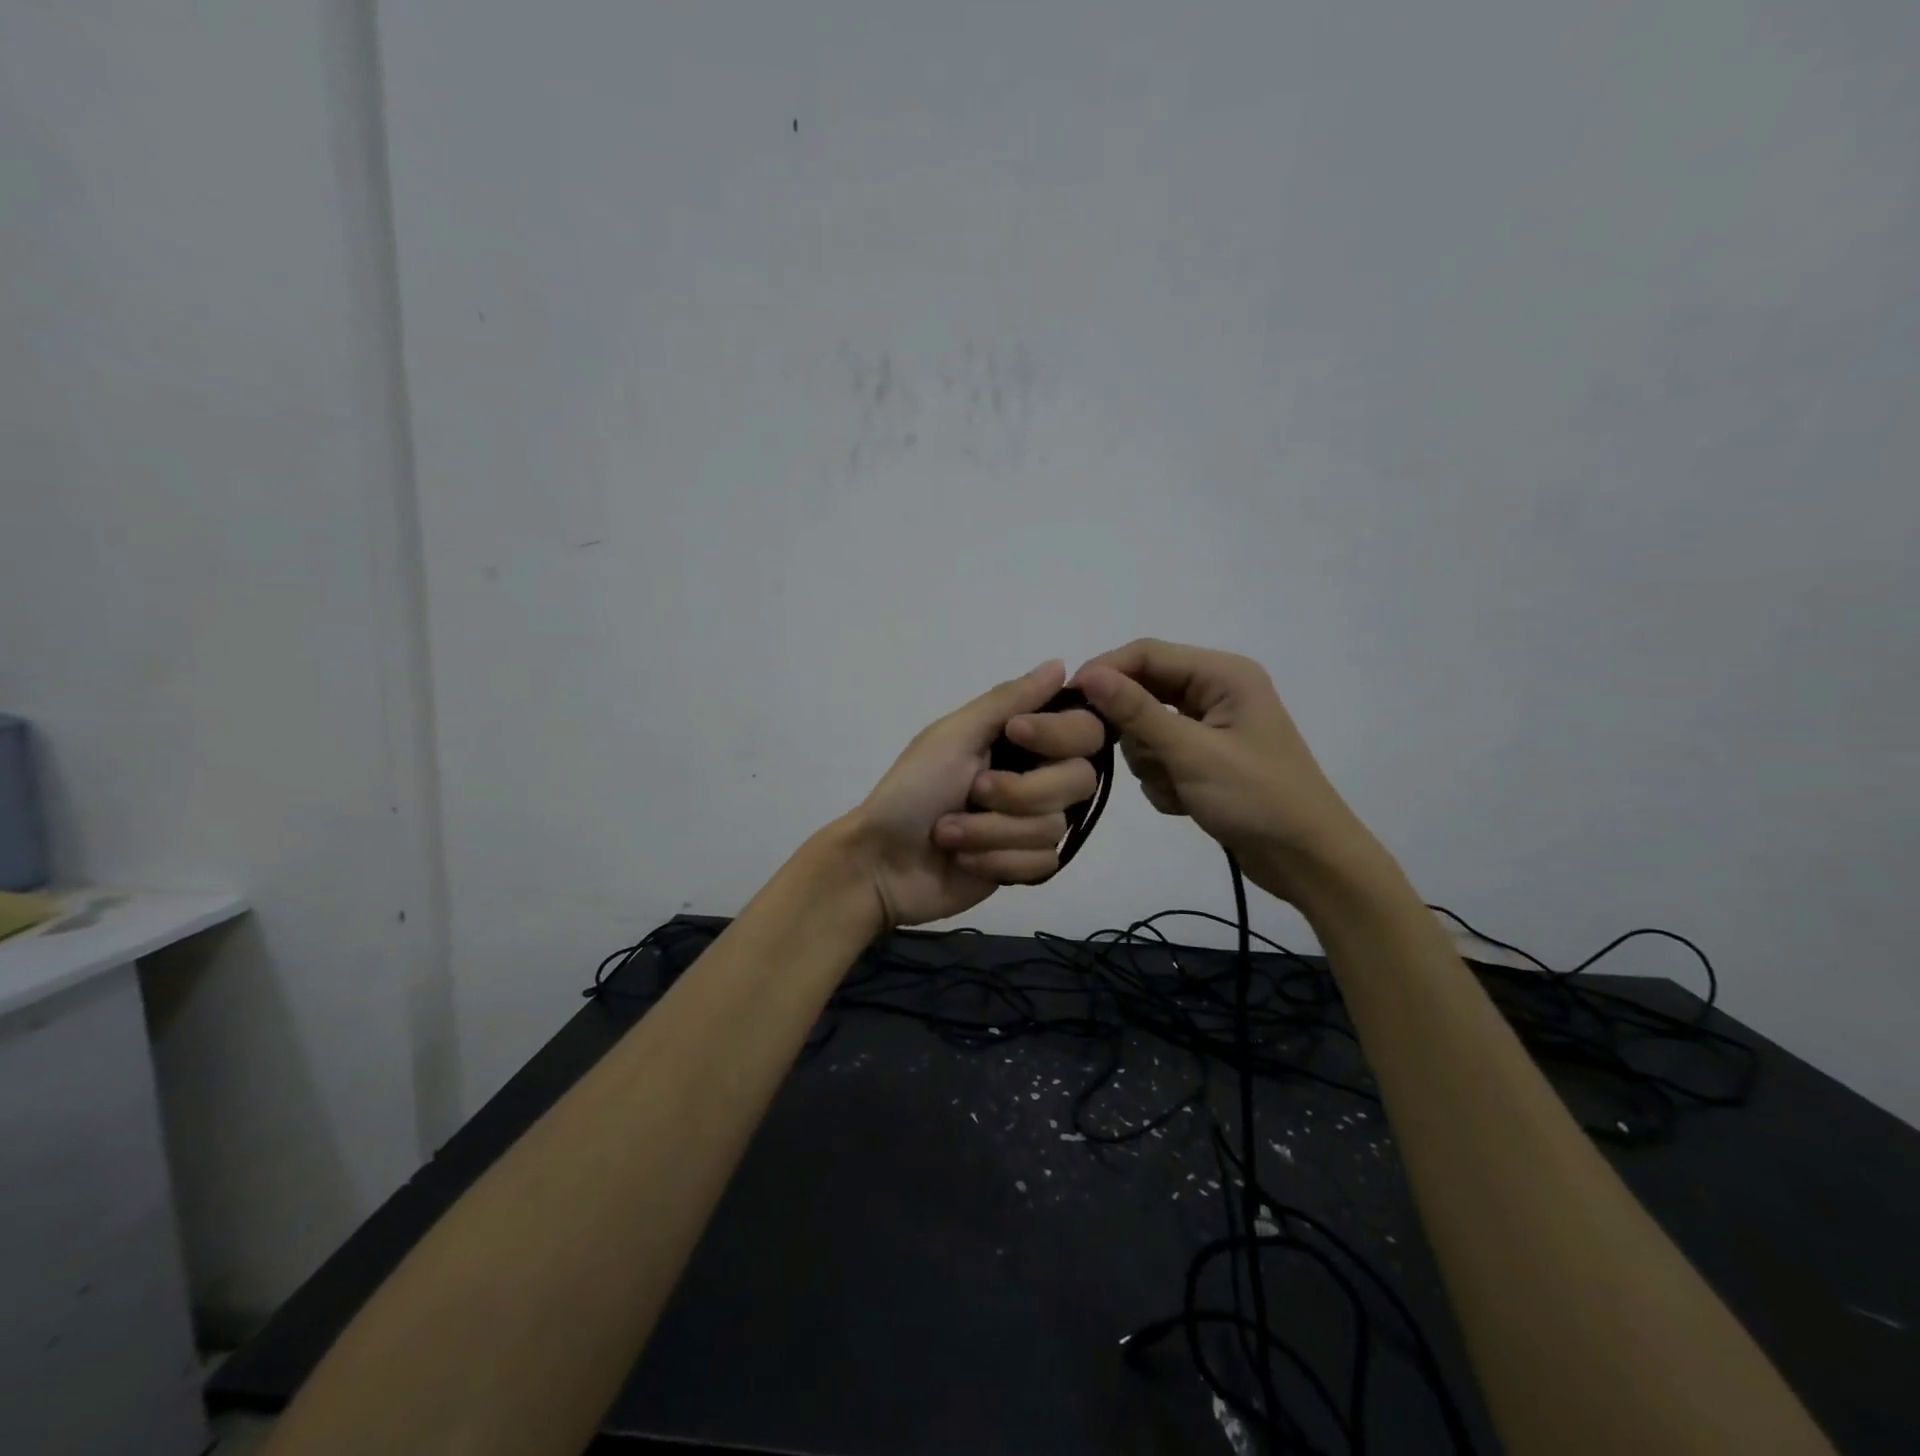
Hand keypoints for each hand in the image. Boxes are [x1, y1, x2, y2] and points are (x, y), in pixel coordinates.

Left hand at [850, 660, 1106, 926]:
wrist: (882, 862)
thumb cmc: (912, 790)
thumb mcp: (954, 736)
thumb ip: (1008, 700)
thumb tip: (1060, 664)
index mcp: (1022, 741)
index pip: (1084, 729)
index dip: (1059, 733)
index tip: (1015, 733)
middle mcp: (1037, 778)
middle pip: (1078, 780)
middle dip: (1018, 792)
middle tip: (972, 792)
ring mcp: (1032, 824)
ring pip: (1054, 827)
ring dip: (991, 831)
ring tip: (949, 833)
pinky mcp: (1026, 866)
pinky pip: (1042, 863)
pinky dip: (996, 861)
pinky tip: (965, 860)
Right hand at [1072, 639, 1379, 906]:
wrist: (1307, 861)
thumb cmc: (1257, 798)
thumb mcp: (1192, 753)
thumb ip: (1137, 712)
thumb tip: (1087, 674)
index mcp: (1223, 675)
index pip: (1147, 654)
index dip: (1105, 672)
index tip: (1067, 702)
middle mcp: (1215, 692)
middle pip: (1144, 692)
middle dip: (1134, 729)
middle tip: (1132, 758)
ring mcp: (1210, 728)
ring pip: (1146, 730)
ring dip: (1151, 761)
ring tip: (1177, 787)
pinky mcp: (1205, 760)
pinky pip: (1160, 757)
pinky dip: (1163, 780)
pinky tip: (1185, 802)